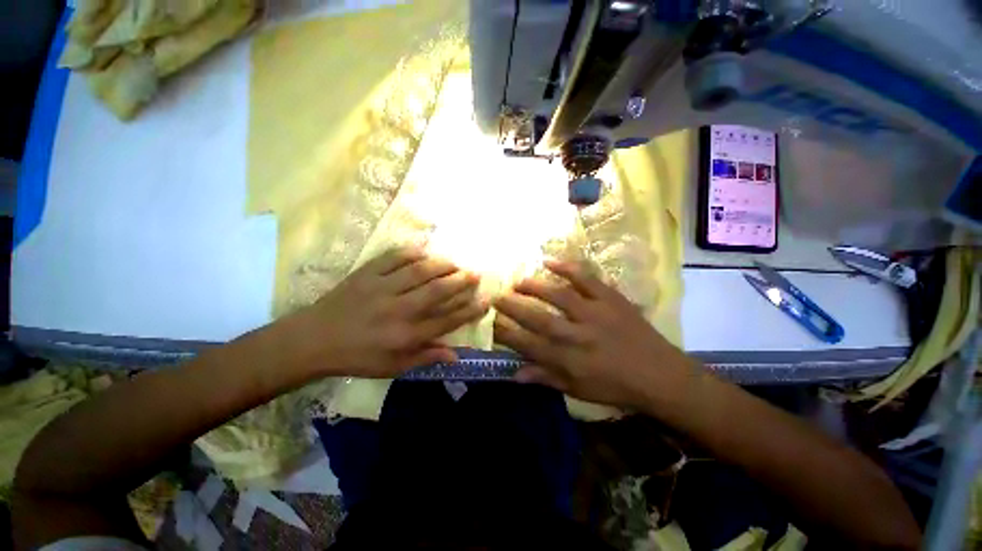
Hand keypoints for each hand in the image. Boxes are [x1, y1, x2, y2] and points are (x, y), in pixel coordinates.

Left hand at [293, 247, 487, 377]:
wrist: (312, 340)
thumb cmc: (357, 357)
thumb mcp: (393, 367)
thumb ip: (425, 358)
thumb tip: (456, 355)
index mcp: (404, 336)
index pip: (446, 321)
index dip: (469, 310)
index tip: (485, 301)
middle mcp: (397, 310)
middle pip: (437, 292)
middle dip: (461, 282)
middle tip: (476, 274)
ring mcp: (381, 288)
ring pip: (419, 272)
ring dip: (442, 265)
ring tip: (456, 263)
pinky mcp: (366, 274)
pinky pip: (393, 257)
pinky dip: (412, 252)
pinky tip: (425, 251)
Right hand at [493, 260, 694, 408]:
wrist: (661, 375)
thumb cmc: (616, 387)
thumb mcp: (578, 390)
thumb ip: (545, 378)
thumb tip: (514, 374)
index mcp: (569, 361)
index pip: (529, 345)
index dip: (507, 333)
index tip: (491, 322)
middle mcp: (578, 336)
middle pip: (539, 319)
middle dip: (513, 307)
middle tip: (496, 296)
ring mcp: (596, 314)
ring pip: (559, 296)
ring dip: (535, 287)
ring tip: (518, 281)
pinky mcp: (611, 299)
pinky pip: (587, 279)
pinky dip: (568, 268)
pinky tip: (550, 262)